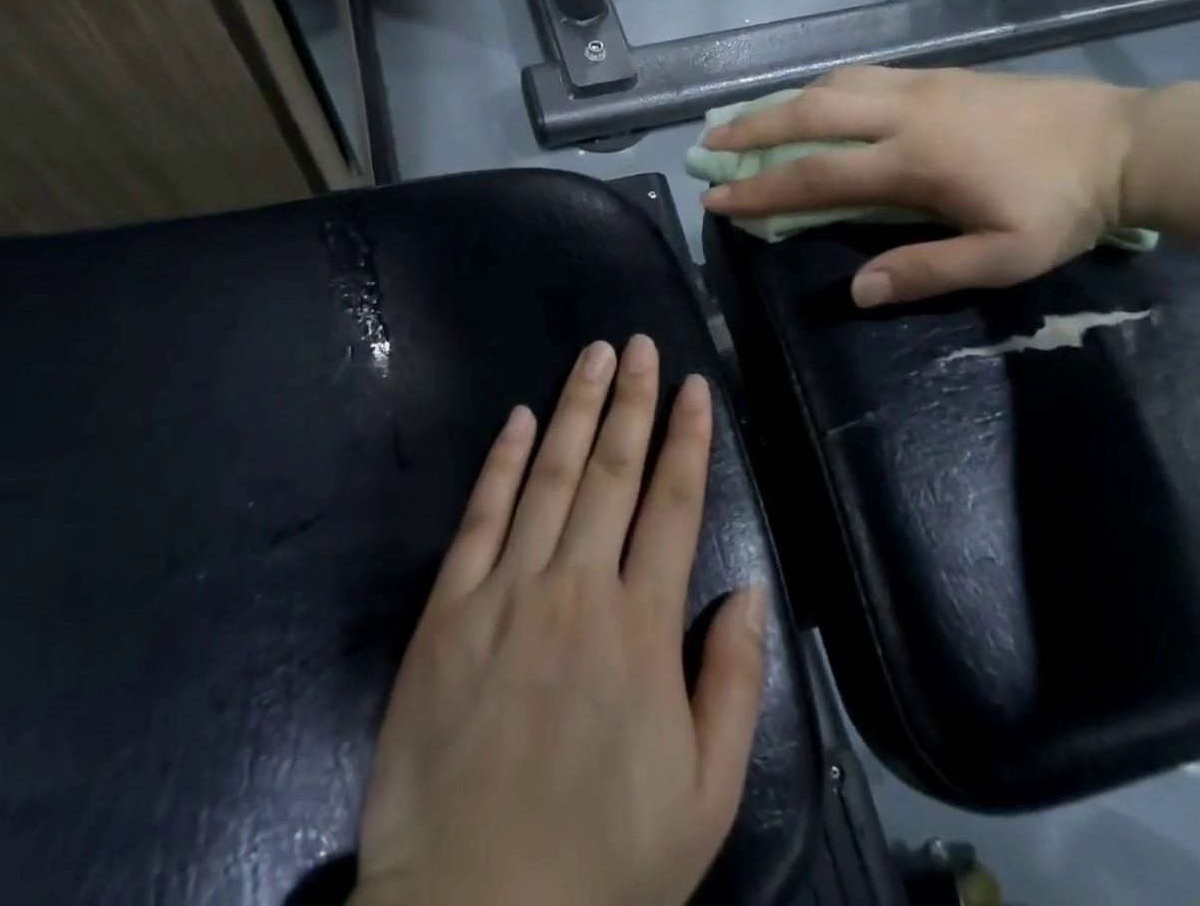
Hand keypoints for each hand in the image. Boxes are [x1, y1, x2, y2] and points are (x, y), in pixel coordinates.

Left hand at [351, 336, 768, 905]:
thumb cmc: (601, 861)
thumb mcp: (704, 797)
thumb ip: (733, 684)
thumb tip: (750, 591)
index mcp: (641, 627)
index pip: (674, 504)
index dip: (687, 439)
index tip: (694, 386)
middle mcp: (577, 586)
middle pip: (614, 471)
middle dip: (632, 400)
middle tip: (641, 346)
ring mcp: (507, 589)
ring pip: (551, 475)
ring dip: (577, 409)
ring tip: (595, 356)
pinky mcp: (448, 607)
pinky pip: (481, 515)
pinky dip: (503, 461)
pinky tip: (521, 418)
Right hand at [701, 65, 1142, 305]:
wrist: (1123, 142)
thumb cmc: (1062, 206)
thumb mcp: (1003, 257)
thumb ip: (926, 270)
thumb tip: (858, 290)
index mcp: (914, 161)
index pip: (817, 174)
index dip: (761, 188)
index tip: (717, 196)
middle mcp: (904, 113)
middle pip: (809, 113)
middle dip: (751, 127)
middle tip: (710, 140)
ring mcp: (919, 85)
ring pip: (831, 84)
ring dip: (782, 101)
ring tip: (748, 118)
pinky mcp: (936, 74)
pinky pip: (861, 73)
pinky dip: (822, 86)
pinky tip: (813, 98)